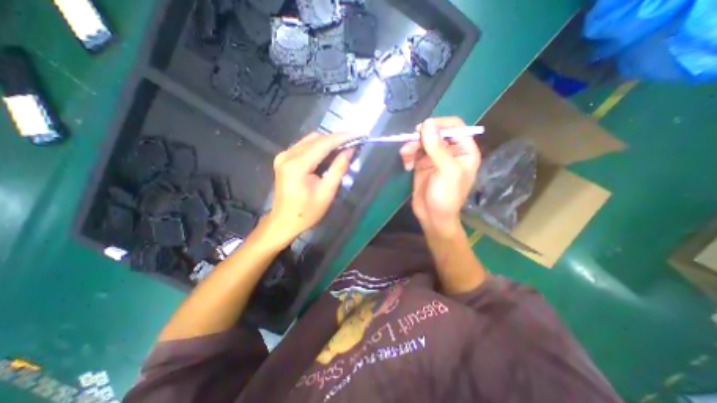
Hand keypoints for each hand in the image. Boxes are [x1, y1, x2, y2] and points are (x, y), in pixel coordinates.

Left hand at [263, 132, 355, 245]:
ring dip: (327, 142)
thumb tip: (349, 150)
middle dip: (335, 139)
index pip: (322, 144)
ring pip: (309, 140)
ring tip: (342, 148)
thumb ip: (338, 169)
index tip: (357, 134)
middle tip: (352, 143)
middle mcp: (287, 155)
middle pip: (315, 139)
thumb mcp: (327, 192)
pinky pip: (303, 146)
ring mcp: (283, 156)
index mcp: (297, 165)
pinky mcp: (283, 159)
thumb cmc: (307, 212)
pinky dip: (317, 147)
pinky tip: (327, 154)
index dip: (341, 138)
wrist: (284, 221)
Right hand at [397, 115, 481, 236]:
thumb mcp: (445, 171)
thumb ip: (437, 147)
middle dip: (421, 138)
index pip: (455, 127)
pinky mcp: (422, 164)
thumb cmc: (446, 196)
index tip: (422, 129)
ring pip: (422, 142)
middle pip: (435, 133)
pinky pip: (414, 152)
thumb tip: (426, 123)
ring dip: (411, 147)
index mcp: (464, 151)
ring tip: (405, 157)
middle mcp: (450, 151)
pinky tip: (406, 166)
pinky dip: (408, 155)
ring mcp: (435, 158)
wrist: (432, 217)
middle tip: (409, 145)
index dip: (439, 124)